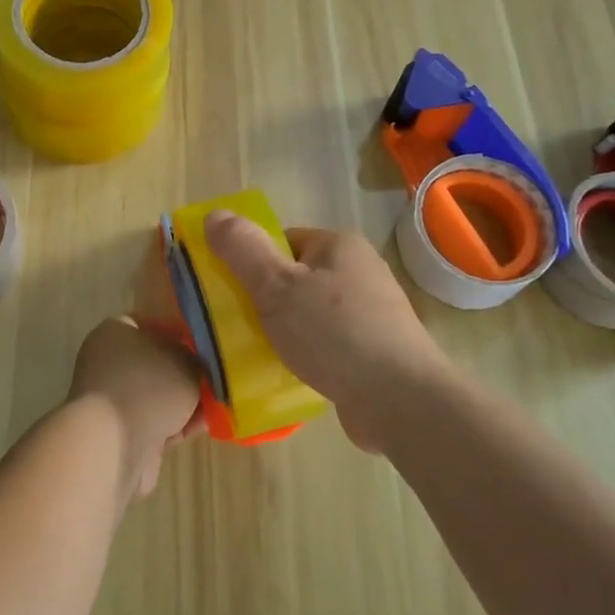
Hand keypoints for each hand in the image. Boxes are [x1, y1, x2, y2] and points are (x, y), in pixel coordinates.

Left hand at [68, 317, 204, 497]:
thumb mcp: (185, 362)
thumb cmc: (149, 386)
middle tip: (213, 376)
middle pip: (154, 362)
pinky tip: (206, 427)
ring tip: (218, 404)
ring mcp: (113, 400)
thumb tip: (195, 364)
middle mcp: (108, 362)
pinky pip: (155, 422)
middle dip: (184, 371)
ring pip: (156, 395)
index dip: (177, 331)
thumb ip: (194, 358)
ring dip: (184, 401)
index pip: (148, 323)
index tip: (202, 343)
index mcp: (114, 332)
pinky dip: (178, 424)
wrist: (115, 444)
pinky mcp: (121, 432)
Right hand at [202, 211, 457, 453]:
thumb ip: (242, 250)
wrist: (400, 400)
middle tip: (241, 326)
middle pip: (296, 277)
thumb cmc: (334, 333)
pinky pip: (329, 341)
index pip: (282, 241)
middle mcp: (360, 270)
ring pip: (310, 311)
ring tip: (263, 352)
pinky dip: (309, 353)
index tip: (233, 294)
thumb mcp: (276, 286)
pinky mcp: (376, 349)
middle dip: (266, 300)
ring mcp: (372, 311)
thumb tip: (214, 214)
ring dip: (286, 329)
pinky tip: (295, 371)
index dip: (253, 264)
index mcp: (338, 245)